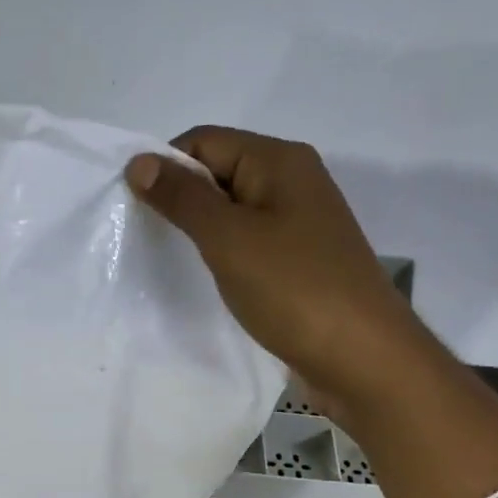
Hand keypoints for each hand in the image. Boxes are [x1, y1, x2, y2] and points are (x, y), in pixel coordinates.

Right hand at [126, 127, 419, 413]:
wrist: (362, 357)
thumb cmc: (294, 288)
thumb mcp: (229, 238)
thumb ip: (182, 197)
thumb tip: (139, 162)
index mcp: (279, 160)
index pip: (204, 140)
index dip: (165, 166)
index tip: (135, 209)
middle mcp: (293, 180)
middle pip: (219, 170)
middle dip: (180, 198)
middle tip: (148, 237)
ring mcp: (299, 222)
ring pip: (233, 209)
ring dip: (200, 228)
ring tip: (174, 259)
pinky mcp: (300, 258)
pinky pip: (249, 240)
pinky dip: (223, 252)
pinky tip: (209, 277)